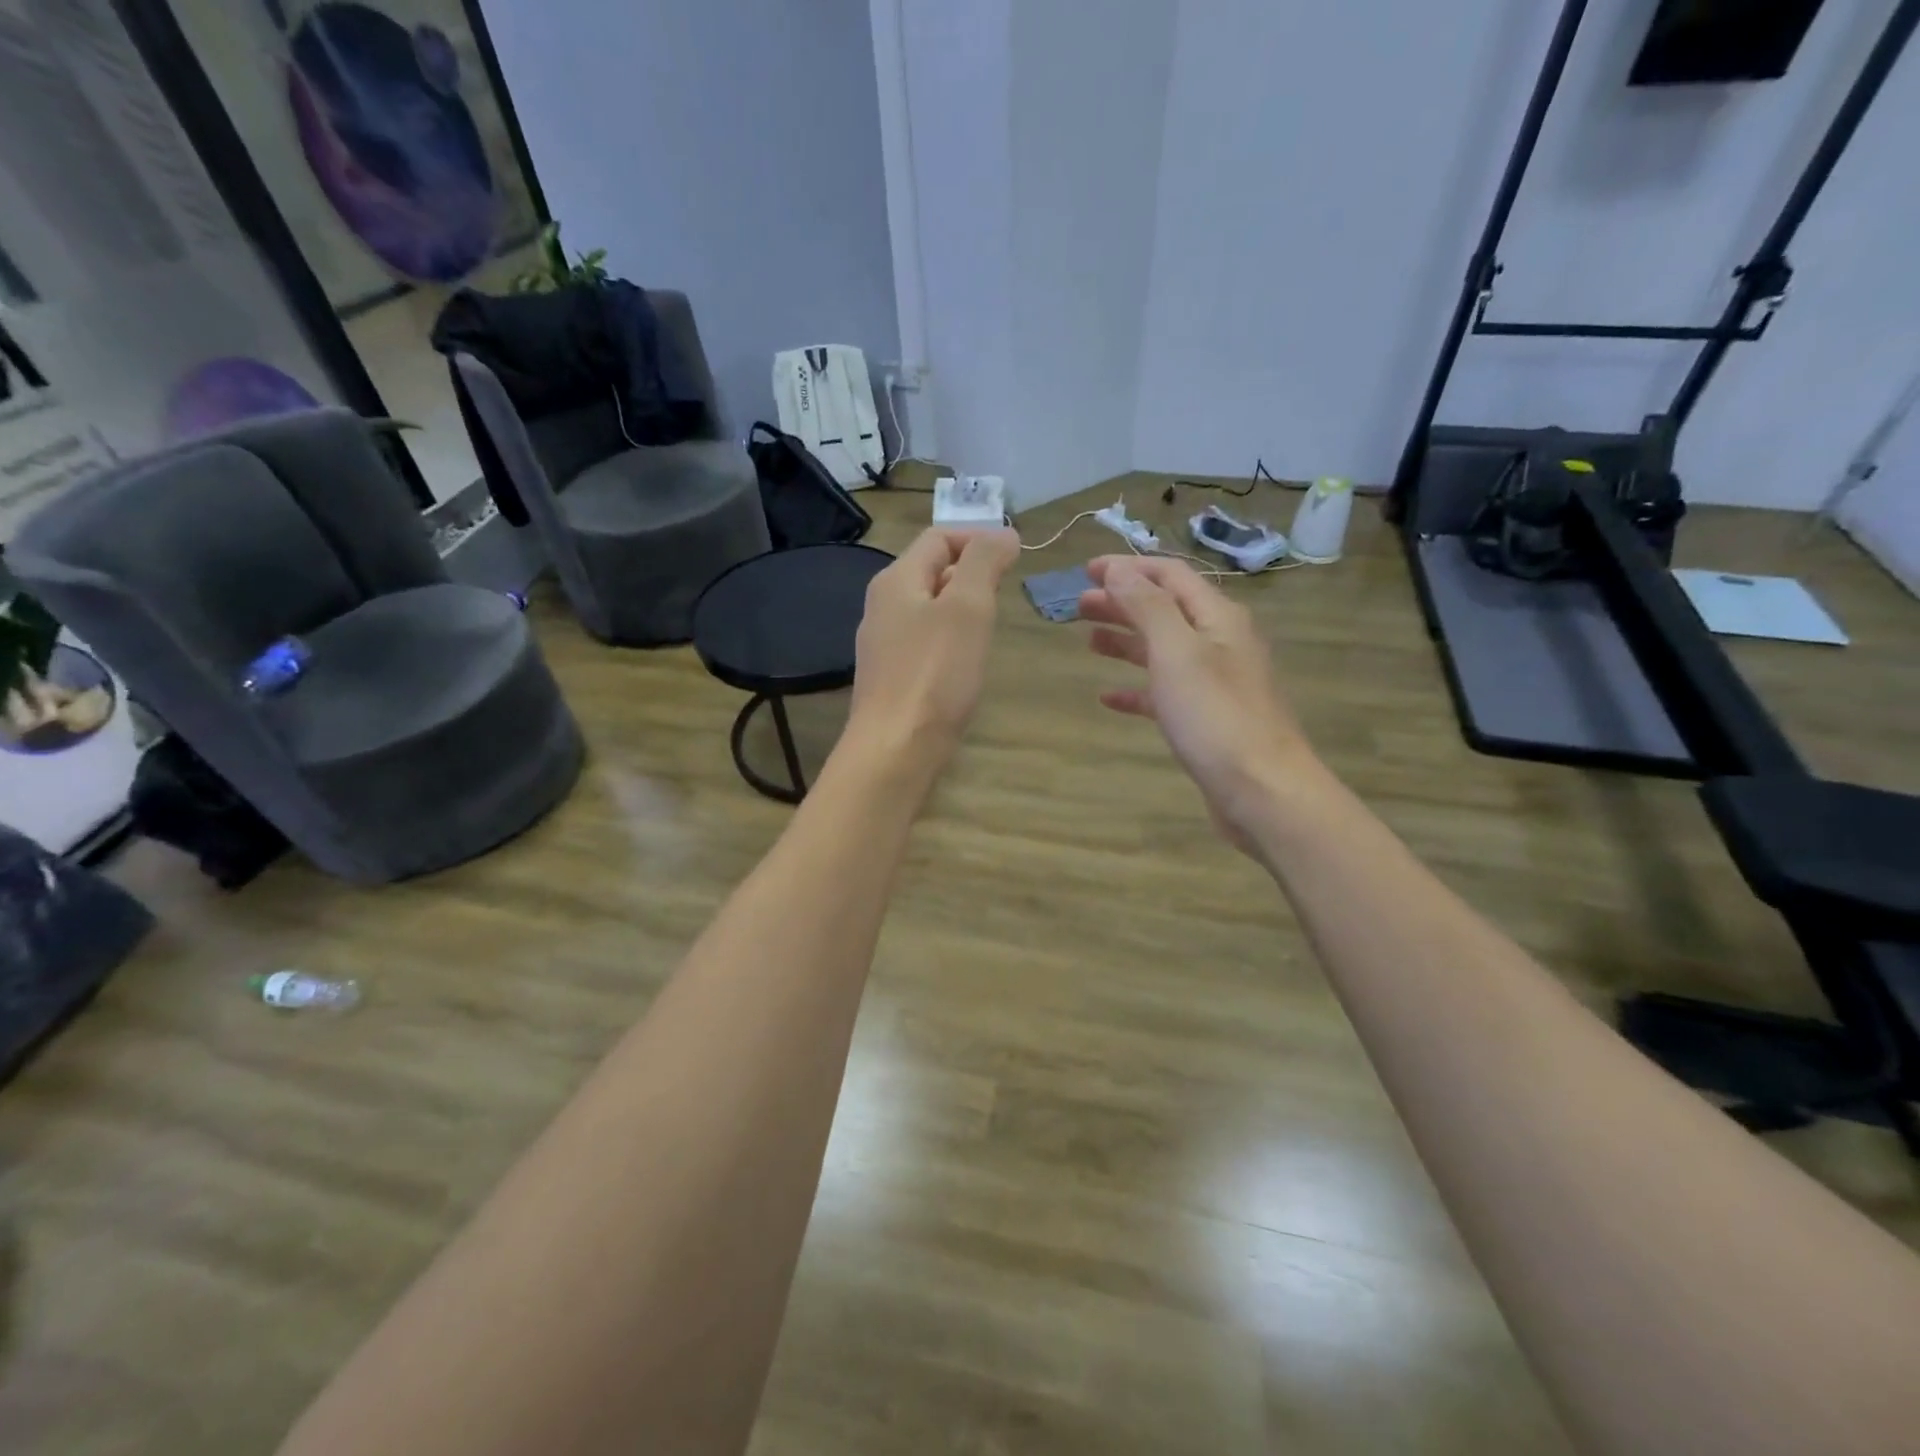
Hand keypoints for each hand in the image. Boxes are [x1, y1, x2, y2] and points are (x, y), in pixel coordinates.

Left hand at [846, 528, 1019, 769]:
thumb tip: (1002, 533)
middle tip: (1006, 591)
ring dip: (962, 606)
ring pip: (928, 608)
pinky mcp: (891, 677)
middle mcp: (882, 606)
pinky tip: (966, 661)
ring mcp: (883, 644)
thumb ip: (983, 562)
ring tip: (991, 623)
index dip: (978, 538)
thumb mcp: (967, 607)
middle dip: (971, 571)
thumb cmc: (935, 673)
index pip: (938, 538)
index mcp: (896, 581)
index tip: (1016, 556)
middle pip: (930, 570)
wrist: (895, 749)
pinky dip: (950, 638)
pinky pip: (924, 642)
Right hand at [1080, 555, 1318, 849]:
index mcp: (1217, 617)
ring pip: (1163, 650)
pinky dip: (1136, 689)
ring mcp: (1215, 682)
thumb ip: (1146, 607)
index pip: (1170, 576)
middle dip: (1122, 602)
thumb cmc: (1215, 716)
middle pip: (1165, 610)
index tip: (1086, 570)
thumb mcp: (1176, 652)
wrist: (1262, 790)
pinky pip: (1165, 692)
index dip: (1128, 568)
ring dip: (1126, 640)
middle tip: (1079, 605)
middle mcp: (1219, 642)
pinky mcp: (1206, 719)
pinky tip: (1109, 696)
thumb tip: (1119, 570)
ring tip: (1089, 641)